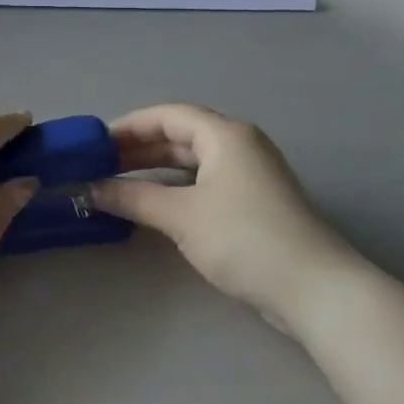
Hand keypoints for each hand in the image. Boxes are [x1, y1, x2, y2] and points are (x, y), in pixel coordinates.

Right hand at [88, 104, 356, 332]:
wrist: (313, 289)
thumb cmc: (244, 239)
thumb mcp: (181, 216)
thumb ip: (133, 198)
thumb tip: (90, 189)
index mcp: (225, 134)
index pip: (168, 114)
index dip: (129, 125)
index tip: (95, 143)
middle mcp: (239, 145)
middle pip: (180, 135)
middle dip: (139, 149)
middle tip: (99, 166)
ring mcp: (250, 174)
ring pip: (192, 161)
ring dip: (155, 170)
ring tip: (117, 184)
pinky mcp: (254, 203)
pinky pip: (205, 183)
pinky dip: (175, 188)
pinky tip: (152, 206)